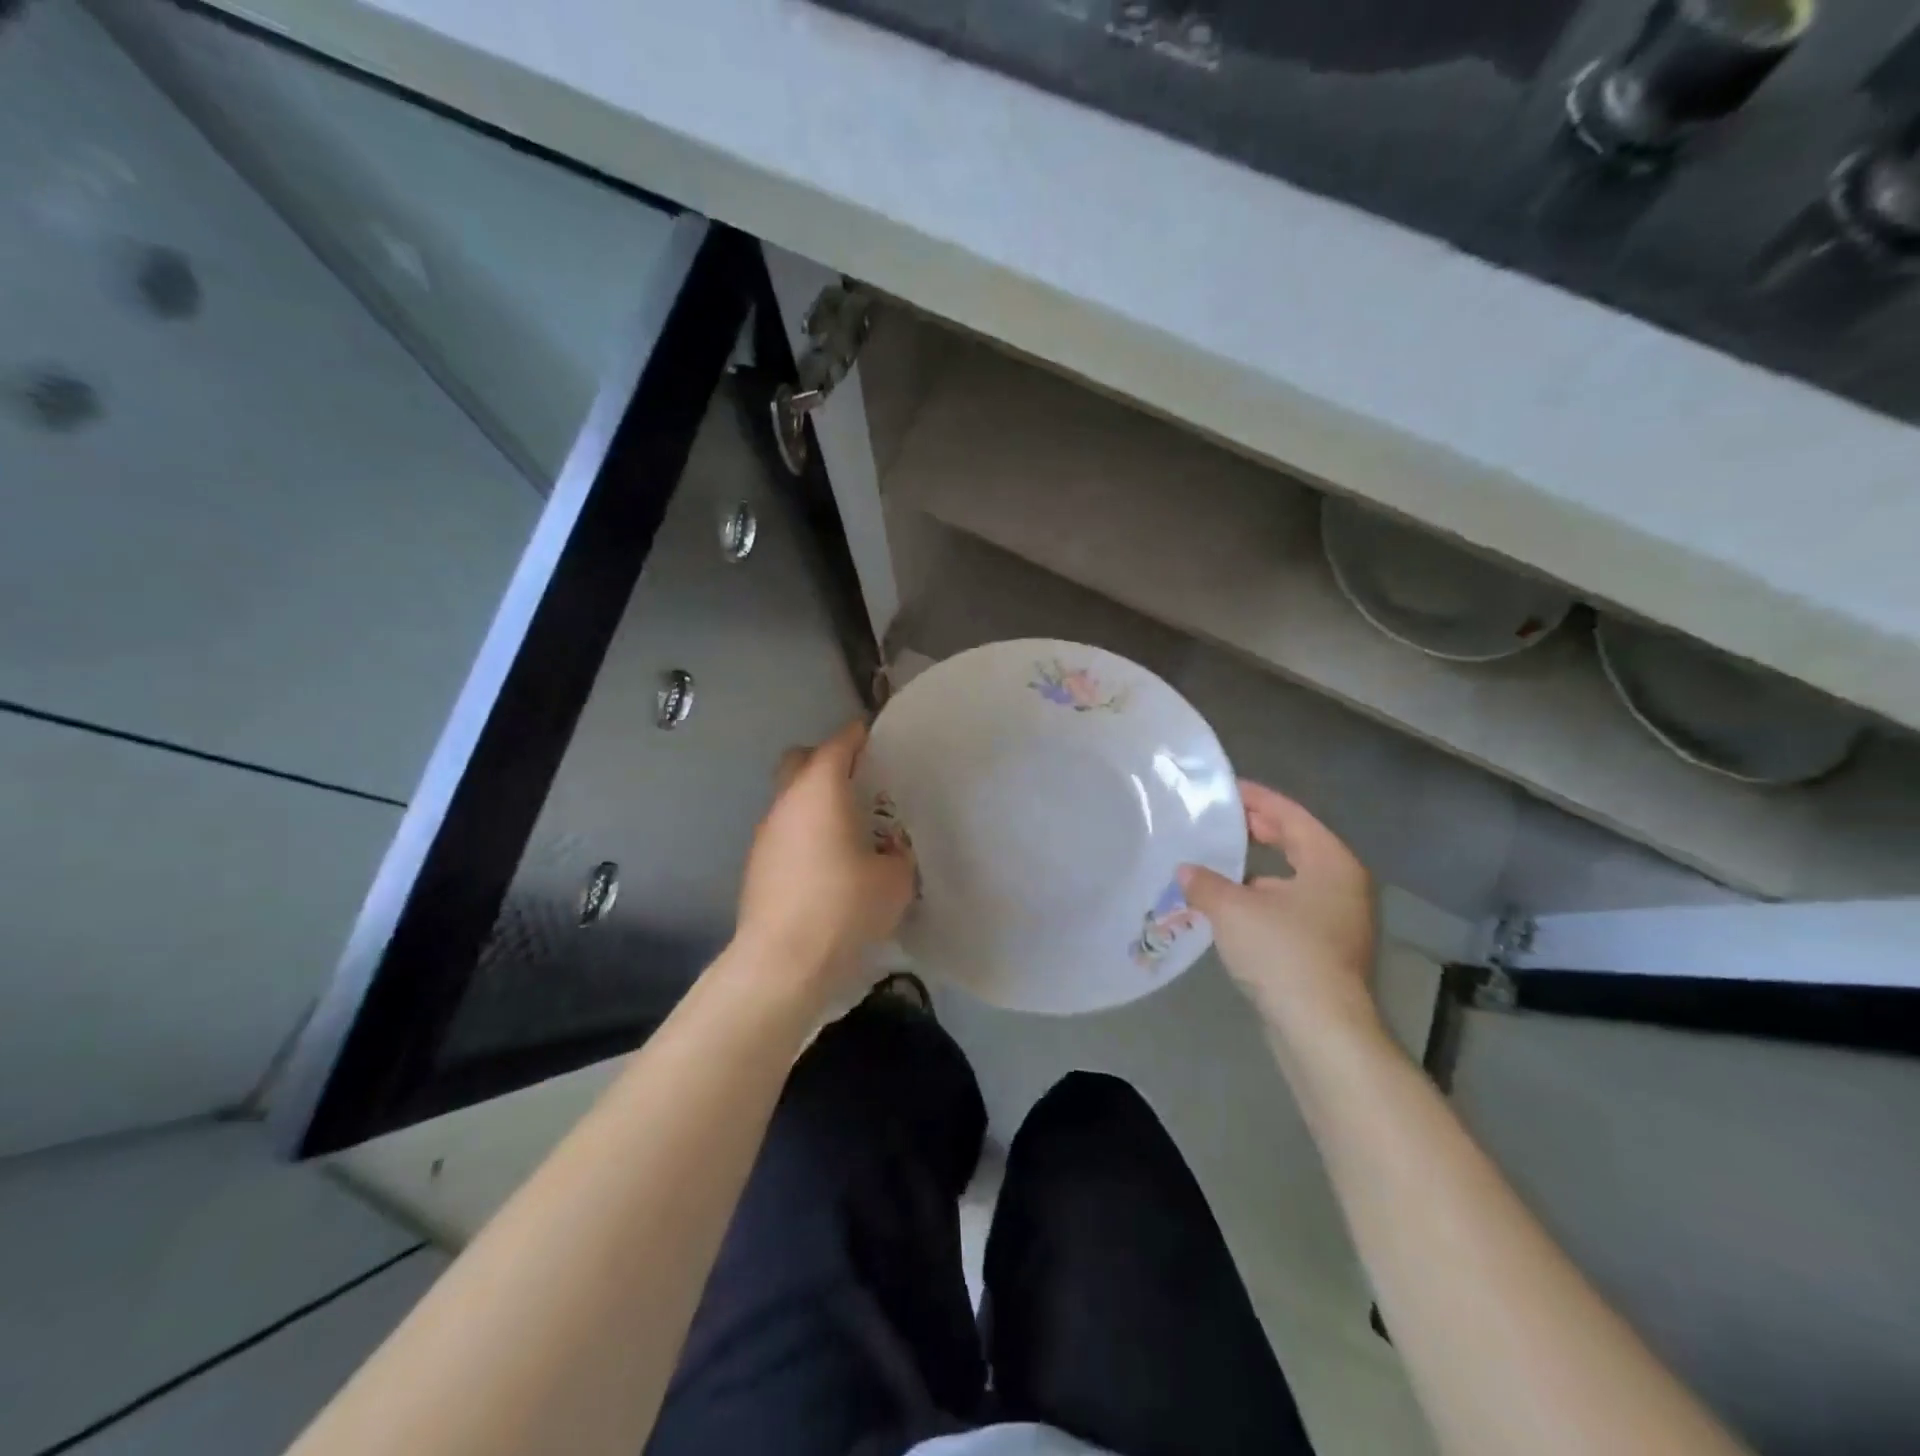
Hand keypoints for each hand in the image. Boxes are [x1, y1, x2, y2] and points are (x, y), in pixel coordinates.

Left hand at [734, 720, 915, 999]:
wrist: (782, 961)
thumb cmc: (844, 907)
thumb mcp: (895, 880)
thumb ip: (898, 855)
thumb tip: (889, 853)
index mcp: (821, 790)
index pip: (839, 743)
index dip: (859, 736)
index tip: (878, 740)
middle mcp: (787, 801)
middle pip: (800, 760)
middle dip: (827, 761)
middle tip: (858, 782)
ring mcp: (766, 833)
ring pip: (789, 798)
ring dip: (814, 802)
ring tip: (848, 829)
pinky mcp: (757, 864)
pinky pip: (784, 832)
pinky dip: (804, 834)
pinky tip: (826, 865)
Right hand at [1179, 781, 1380, 1053]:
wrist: (1321, 1030)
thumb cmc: (1283, 954)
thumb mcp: (1232, 909)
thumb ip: (1205, 882)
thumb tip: (1186, 871)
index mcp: (1330, 862)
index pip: (1290, 815)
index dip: (1256, 798)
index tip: (1224, 788)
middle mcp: (1342, 885)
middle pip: (1296, 843)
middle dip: (1257, 830)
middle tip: (1218, 819)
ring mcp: (1339, 919)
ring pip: (1292, 879)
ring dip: (1256, 869)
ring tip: (1216, 862)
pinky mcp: (1327, 949)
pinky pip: (1290, 907)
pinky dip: (1261, 898)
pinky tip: (1230, 906)